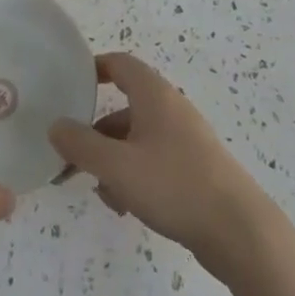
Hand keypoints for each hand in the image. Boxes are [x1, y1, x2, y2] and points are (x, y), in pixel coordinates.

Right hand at [48, 52, 276, 276]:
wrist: (239, 231)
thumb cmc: (174, 185)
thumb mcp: (117, 166)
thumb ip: (81, 145)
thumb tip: (55, 126)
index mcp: (154, 95)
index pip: (120, 64)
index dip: (94, 69)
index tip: (70, 85)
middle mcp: (170, 108)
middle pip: (124, 107)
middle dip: (96, 132)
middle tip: (71, 156)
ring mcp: (185, 139)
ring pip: (137, 139)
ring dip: (113, 160)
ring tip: (101, 192)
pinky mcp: (195, 168)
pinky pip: (154, 160)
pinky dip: (135, 175)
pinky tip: (126, 206)